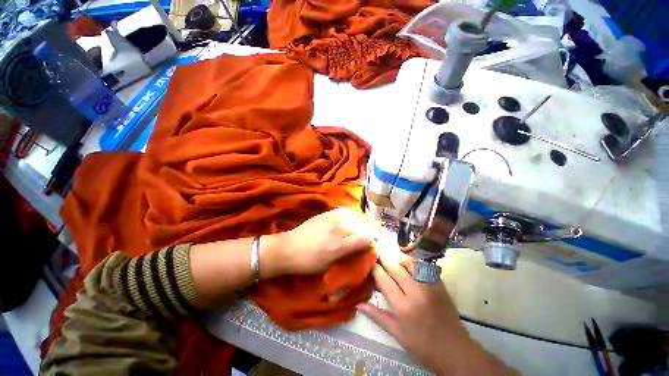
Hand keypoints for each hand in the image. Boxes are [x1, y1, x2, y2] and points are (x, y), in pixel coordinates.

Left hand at [261, 207, 373, 277]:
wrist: (288, 248)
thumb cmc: (308, 261)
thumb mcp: (330, 264)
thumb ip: (349, 254)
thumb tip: (364, 247)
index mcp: (340, 243)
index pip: (365, 239)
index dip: (371, 243)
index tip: (371, 247)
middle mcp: (338, 227)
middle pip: (361, 226)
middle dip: (366, 233)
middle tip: (365, 240)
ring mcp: (332, 217)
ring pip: (354, 217)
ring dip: (359, 223)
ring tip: (357, 230)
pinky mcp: (326, 213)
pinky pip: (344, 210)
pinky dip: (350, 215)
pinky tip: (348, 220)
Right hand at [357, 253, 514, 374]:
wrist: (454, 350)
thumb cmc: (422, 345)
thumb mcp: (396, 334)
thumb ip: (377, 316)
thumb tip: (358, 304)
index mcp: (403, 307)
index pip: (384, 280)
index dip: (375, 269)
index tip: (369, 263)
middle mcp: (416, 292)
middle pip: (396, 268)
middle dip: (384, 259)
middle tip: (377, 254)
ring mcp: (430, 286)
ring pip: (410, 263)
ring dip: (398, 259)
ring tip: (392, 260)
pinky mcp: (439, 284)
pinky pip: (424, 267)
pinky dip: (413, 263)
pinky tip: (408, 265)